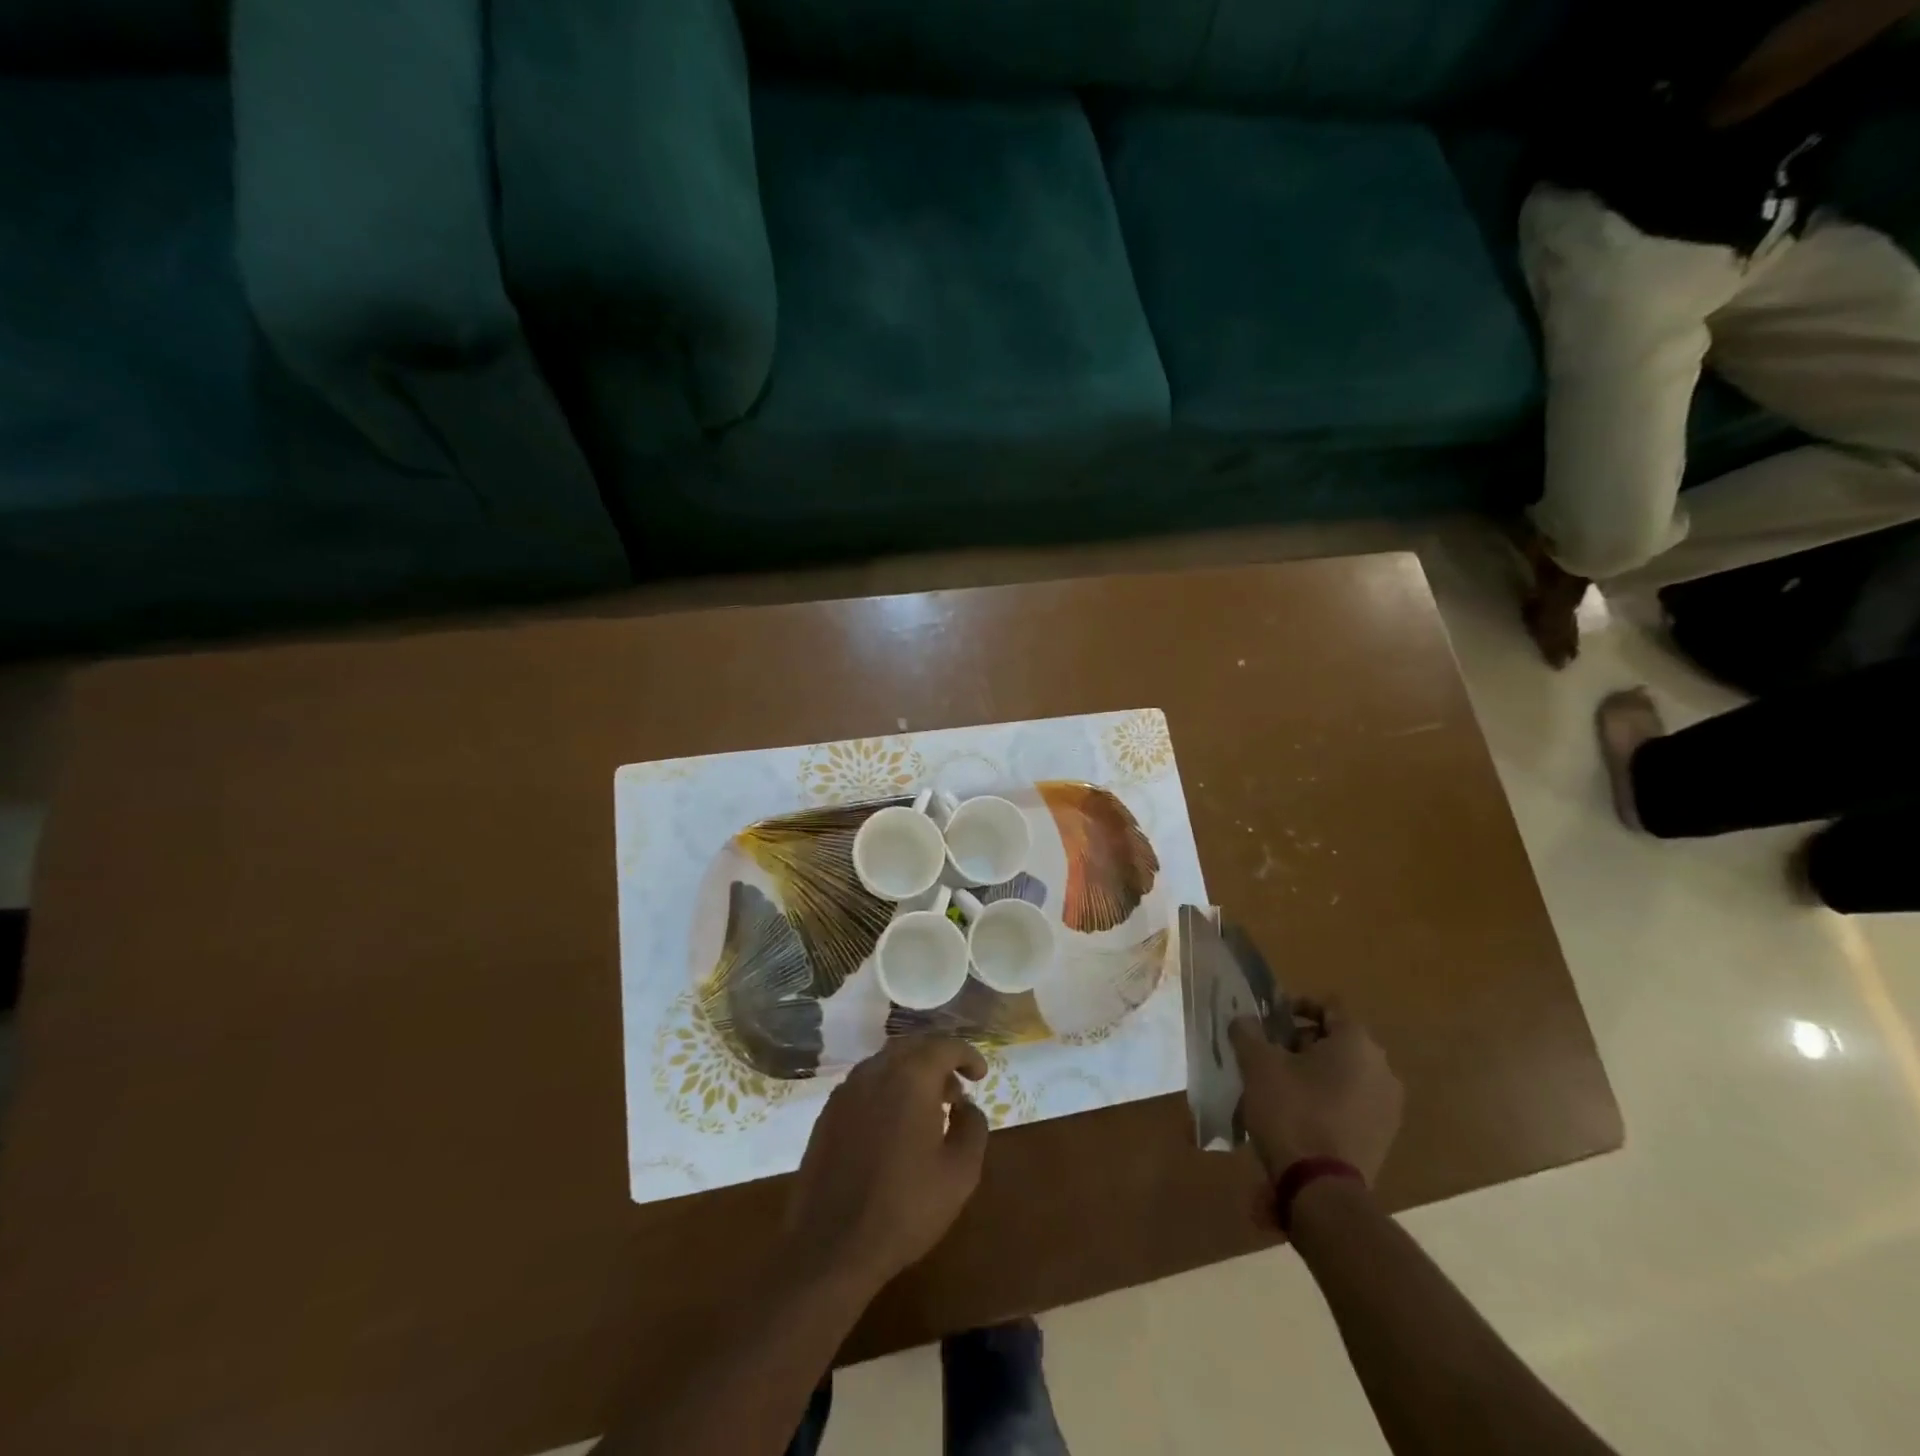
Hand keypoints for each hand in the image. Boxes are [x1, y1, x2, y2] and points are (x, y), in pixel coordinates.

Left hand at [780, 1035, 989, 1294]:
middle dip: (939, 1060)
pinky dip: (887, 1089)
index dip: (967, 1055)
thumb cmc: (904, 1208)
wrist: (830, 1247)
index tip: (980, 1075)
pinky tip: (894, 1124)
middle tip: (957, 1091)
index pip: (944, 1046)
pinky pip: (865, 1084)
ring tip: (928, 1109)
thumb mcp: (960, 1173)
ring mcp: (846, 1090)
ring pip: (886, 1063)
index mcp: (910, 1078)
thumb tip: (967, 1106)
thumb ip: (974, 1127)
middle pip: (913, 1046)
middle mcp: (875, 1071)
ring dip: (912, 1074)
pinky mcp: (828, 1113)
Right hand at [1229, 1001, 1401, 1184]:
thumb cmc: (1292, 1112)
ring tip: (1280, 1086)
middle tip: (1269, 1053)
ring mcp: (1388, 1106)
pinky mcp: (1384, 1137)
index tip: (1270, 1020)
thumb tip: (1245, 1020)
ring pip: (1346, 1073)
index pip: (1329, 1006)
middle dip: (1302, 1041)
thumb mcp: (1257, 1064)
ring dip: (1315, 1072)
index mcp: (1357, 1043)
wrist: (1322, 1189)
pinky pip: (1353, 1102)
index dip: (1296, 1006)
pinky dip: (1329, 1099)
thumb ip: (1248, 1032)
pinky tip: (1299, 1114)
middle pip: (1338, 1040)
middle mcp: (1382, 1068)